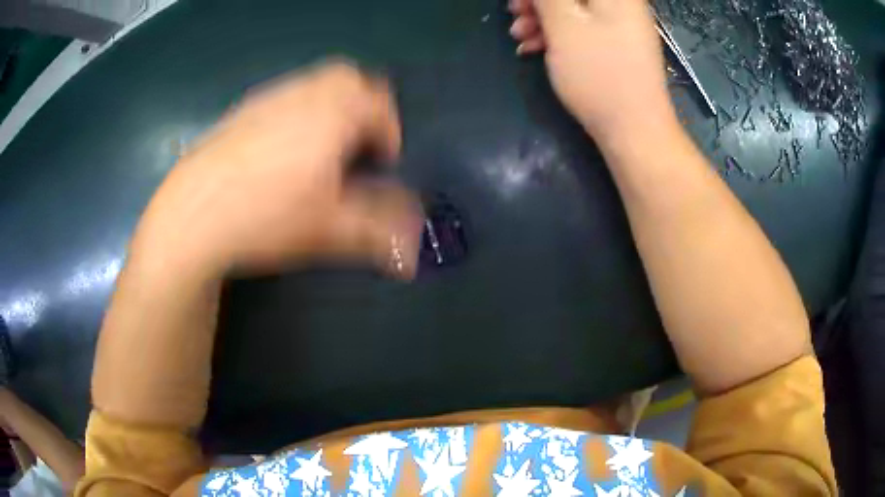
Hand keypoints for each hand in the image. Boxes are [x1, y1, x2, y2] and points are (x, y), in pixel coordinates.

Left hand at [133, 61, 422, 278]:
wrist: (190, 218)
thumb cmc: (265, 218)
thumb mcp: (329, 230)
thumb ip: (379, 233)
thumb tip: (413, 251)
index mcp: (333, 113)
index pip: (380, 103)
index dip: (390, 131)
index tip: (383, 161)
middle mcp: (302, 94)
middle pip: (347, 76)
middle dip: (362, 103)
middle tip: (356, 142)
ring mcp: (266, 98)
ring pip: (313, 83)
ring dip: (329, 104)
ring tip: (321, 148)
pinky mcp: (239, 111)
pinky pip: (282, 96)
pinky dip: (296, 111)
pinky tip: (279, 150)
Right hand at [509, 0, 674, 143]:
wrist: (634, 130)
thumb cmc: (599, 73)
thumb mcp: (564, 25)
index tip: (519, 2)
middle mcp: (621, 4)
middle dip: (538, 2)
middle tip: (514, 15)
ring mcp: (620, 25)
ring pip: (573, 9)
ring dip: (542, 19)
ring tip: (520, 37)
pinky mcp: (616, 46)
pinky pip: (582, 28)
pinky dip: (557, 34)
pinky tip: (535, 48)